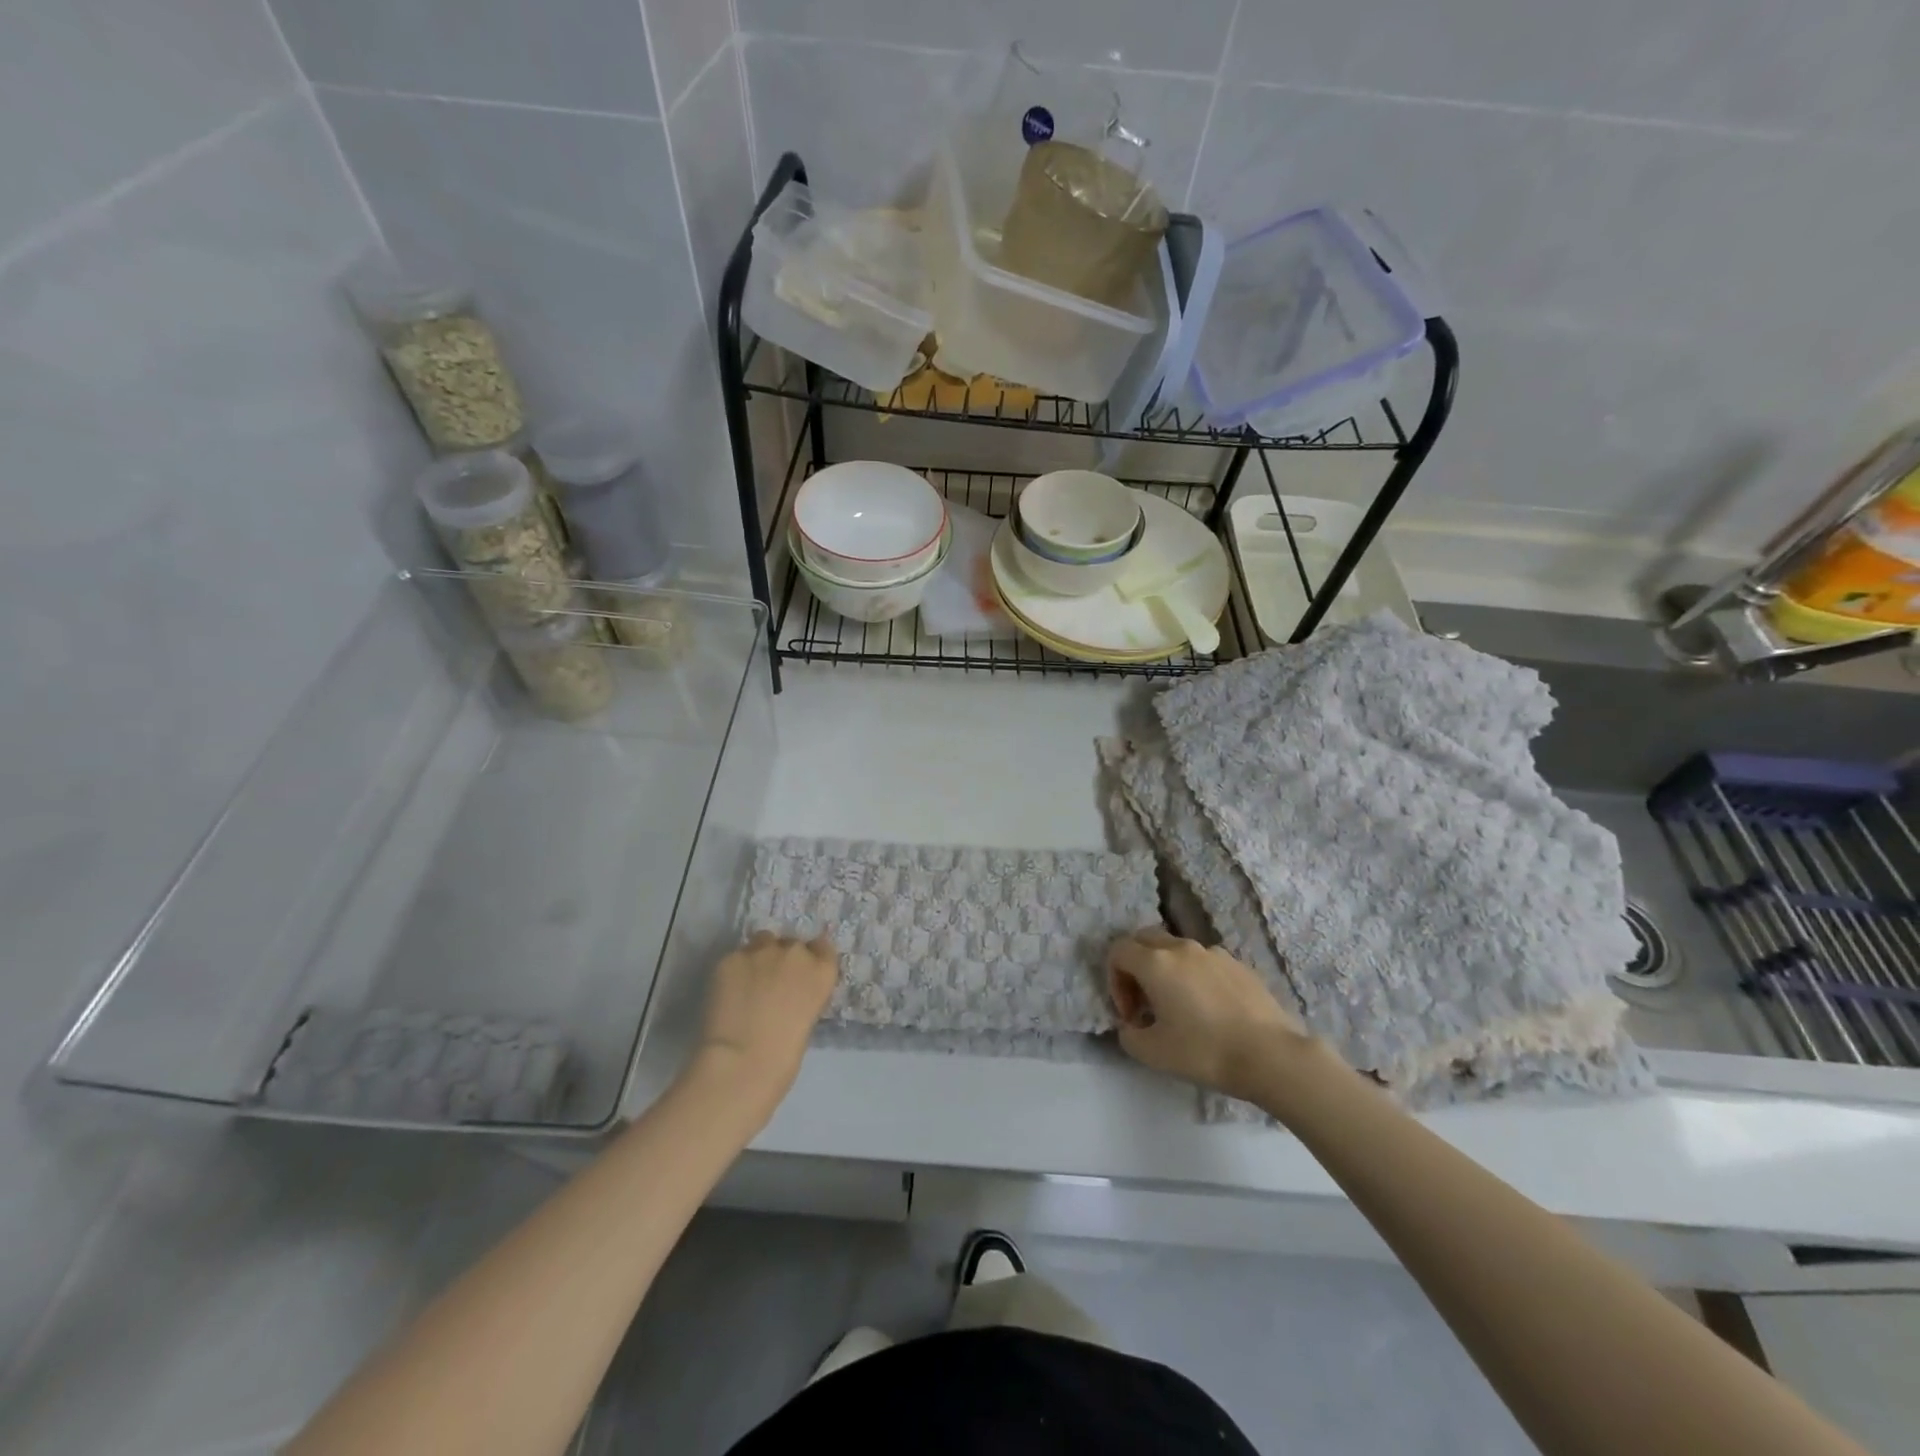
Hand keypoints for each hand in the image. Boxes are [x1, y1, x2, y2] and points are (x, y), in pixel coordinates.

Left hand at [688, 931, 838, 1125]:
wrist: (742, 1062)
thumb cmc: (783, 1056)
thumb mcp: (807, 1019)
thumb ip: (802, 995)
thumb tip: (787, 992)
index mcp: (821, 971)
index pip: (822, 947)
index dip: (811, 958)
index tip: (801, 972)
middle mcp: (795, 953)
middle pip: (791, 943)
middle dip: (783, 958)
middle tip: (771, 982)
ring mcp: (761, 952)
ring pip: (763, 941)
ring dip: (760, 956)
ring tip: (749, 980)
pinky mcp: (731, 958)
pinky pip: (736, 957)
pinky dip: (734, 970)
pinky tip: (728, 991)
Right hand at [1107, 927, 1314, 1103]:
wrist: (1271, 1056)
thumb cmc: (1204, 1052)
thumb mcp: (1152, 1054)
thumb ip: (1128, 1035)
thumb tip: (1132, 1025)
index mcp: (1155, 963)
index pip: (1118, 951)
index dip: (1114, 980)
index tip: (1130, 1014)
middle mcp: (1182, 948)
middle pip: (1145, 939)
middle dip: (1136, 966)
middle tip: (1146, 1002)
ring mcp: (1214, 953)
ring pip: (1176, 949)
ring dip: (1167, 970)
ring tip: (1179, 1008)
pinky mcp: (1239, 964)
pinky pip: (1204, 962)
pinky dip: (1195, 977)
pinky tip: (1210, 1010)